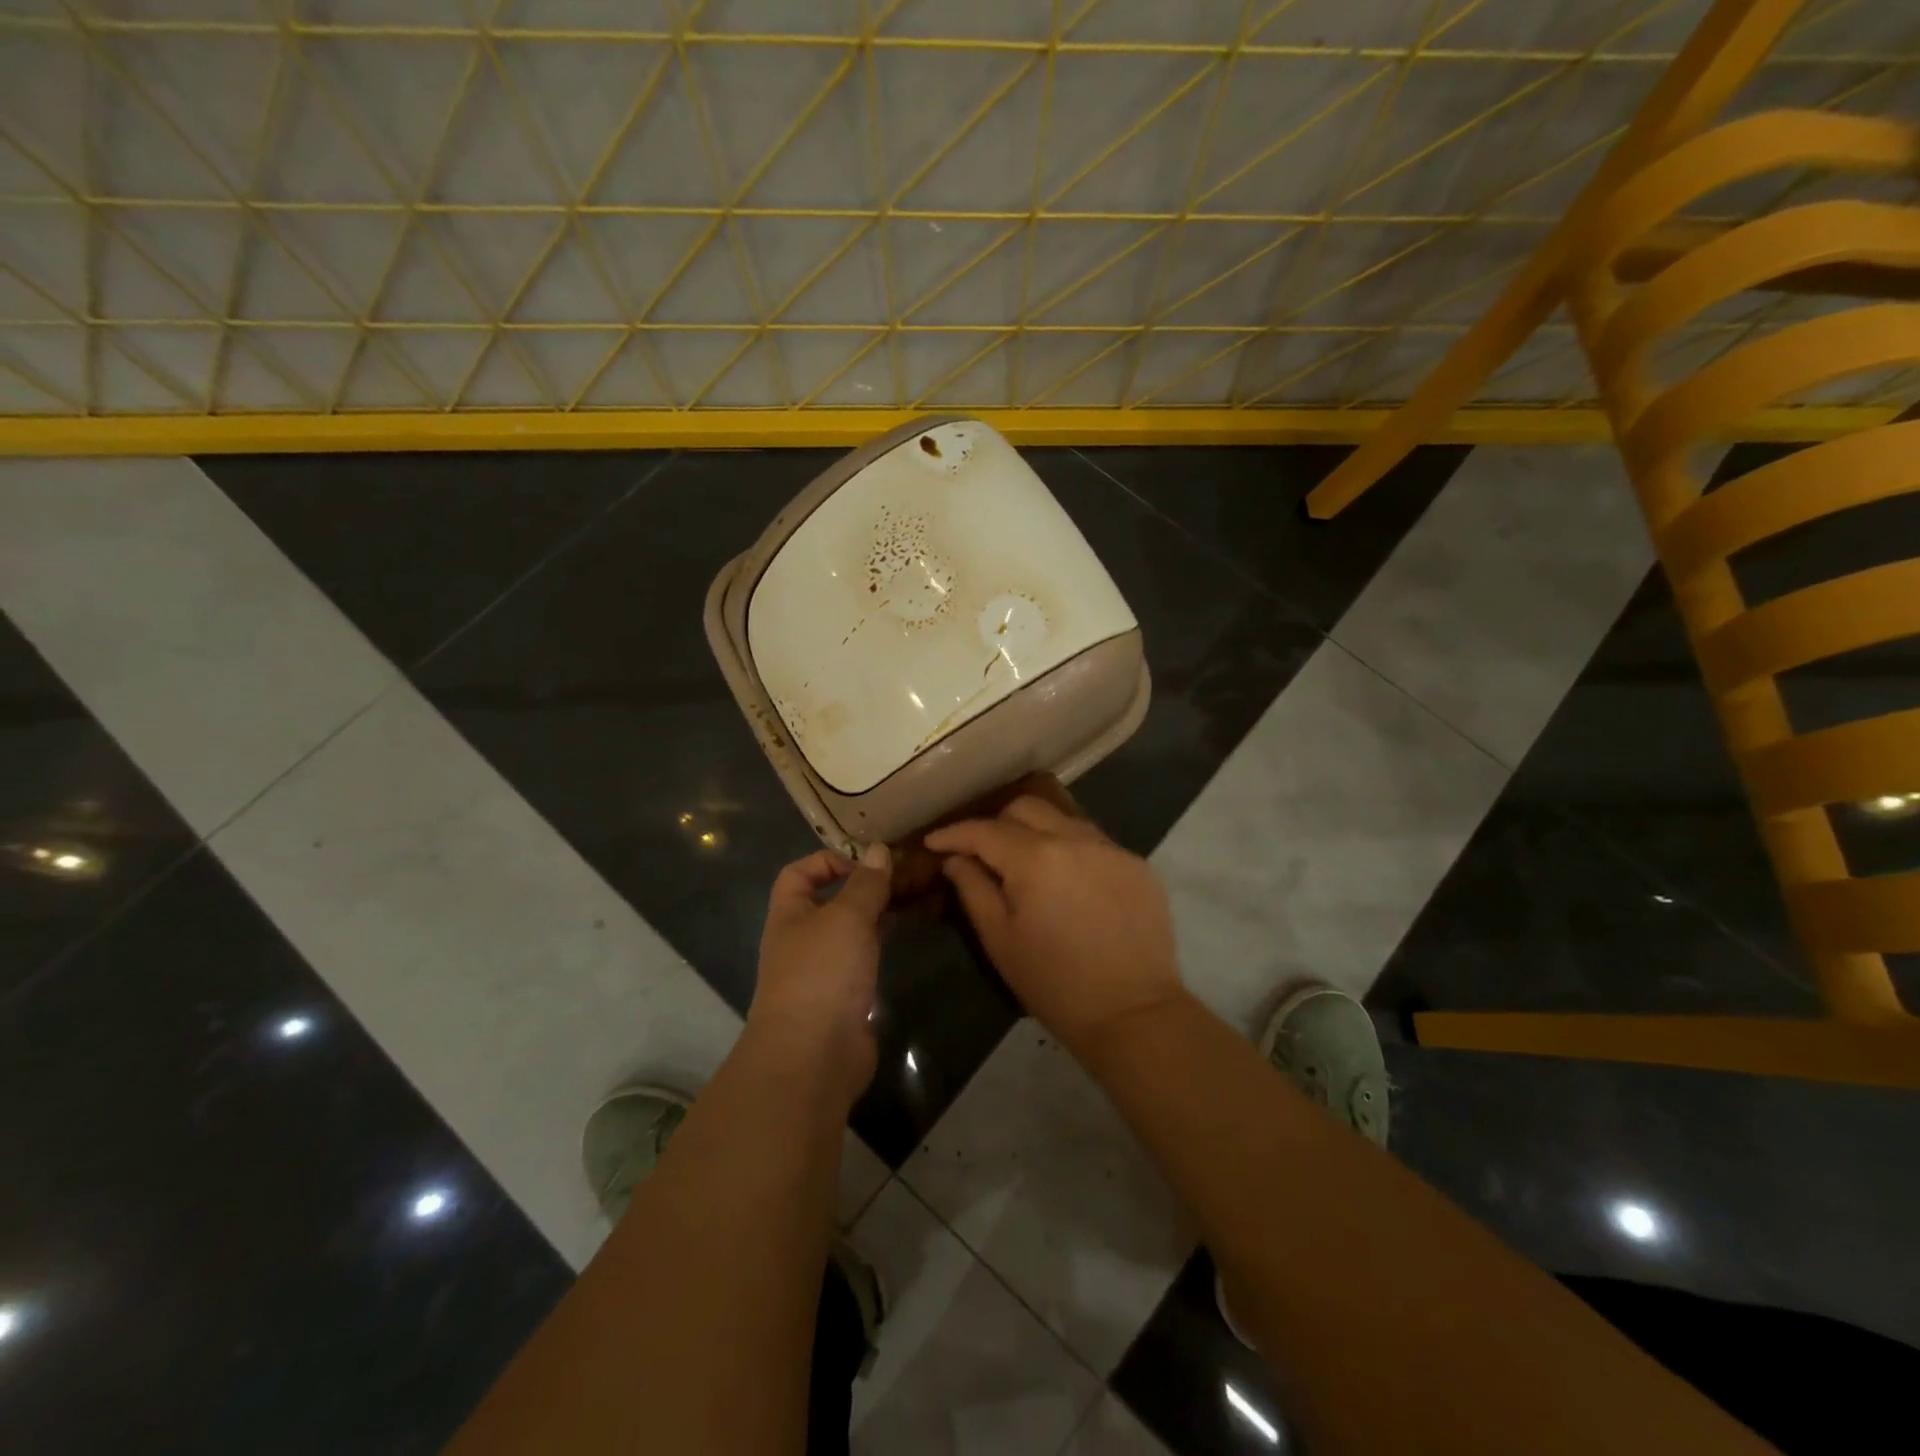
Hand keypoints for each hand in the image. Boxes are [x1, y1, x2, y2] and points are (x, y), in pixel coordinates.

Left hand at [748, 844, 892, 1106]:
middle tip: (902, 876)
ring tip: (911, 898)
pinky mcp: (844, 996)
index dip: (827, 860)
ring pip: (850, 929)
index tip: (866, 862)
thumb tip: (878, 849)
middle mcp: (802, 939)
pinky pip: (863, 957)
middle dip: (862, 886)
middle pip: (829, 901)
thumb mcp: (847, 917)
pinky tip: (904, 934)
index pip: (798, 873)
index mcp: (789, 915)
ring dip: (875, 913)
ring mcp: (822, 970)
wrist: (814, 1055)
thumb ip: (866, 883)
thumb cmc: (822, 974)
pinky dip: (881, 942)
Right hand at [926, 796, 1183, 1056]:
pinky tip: (1067, 883)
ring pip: (1063, 819)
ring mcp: (1112, 849)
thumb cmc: (1055, 984)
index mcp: (1036, 858)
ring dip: (1036, 831)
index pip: (985, 830)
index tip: (933, 842)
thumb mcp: (1000, 941)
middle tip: (981, 852)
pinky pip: (1094, 842)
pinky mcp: (1137, 865)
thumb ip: (973, 890)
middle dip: (996, 823)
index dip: (954, 833)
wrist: (1133, 1015)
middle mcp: (1075, 839)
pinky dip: (1071, 851)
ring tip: (1025, 863)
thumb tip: (956, 859)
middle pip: (1026, 808)